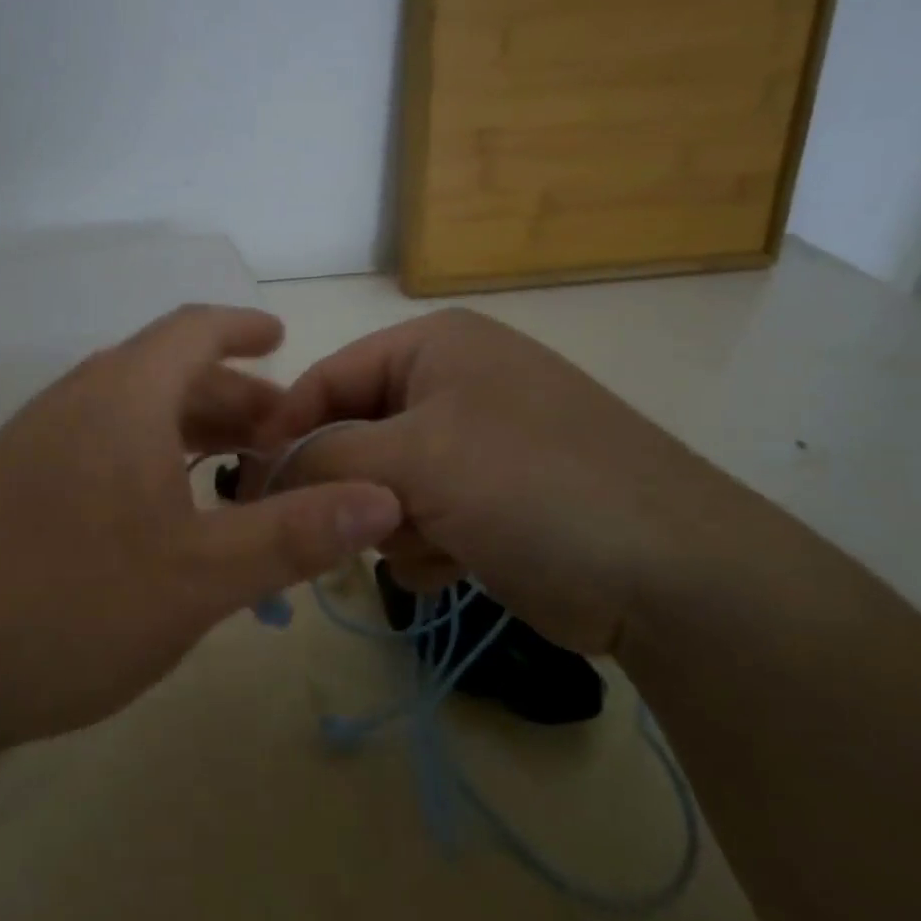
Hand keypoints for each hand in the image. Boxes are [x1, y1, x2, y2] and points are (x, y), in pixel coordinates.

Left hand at [0, 305, 402, 746]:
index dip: (243, 328)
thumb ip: (292, 534)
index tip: (283, 339)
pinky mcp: (10, 491)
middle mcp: (74, 404)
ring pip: (131, 417)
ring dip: (188, 435)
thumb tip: (385, 498)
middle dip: (231, 399)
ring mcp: (34, 447)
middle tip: (281, 438)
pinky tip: (165, 521)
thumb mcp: (197, 577)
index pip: (193, 330)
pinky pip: (99, 452)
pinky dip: (149, 465)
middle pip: (166, 375)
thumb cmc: (64, 607)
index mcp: (120, 397)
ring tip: (236, 479)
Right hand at [255, 308, 761, 653]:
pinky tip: (460, 562)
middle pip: (356, 436)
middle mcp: (454, 385)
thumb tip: (263, 472)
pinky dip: (428, 545)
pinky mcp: (493, 501)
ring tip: (435, 541)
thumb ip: (325, 457)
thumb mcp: (415, 459)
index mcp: (435, 346)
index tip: (253, 490)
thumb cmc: (530, 486)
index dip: (285, 432)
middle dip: (356, 487)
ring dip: (397, 523)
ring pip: (385, 485)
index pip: (328, 378)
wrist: (668, 573)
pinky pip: (423, 519)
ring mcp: (477, 445)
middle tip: (363, 525)